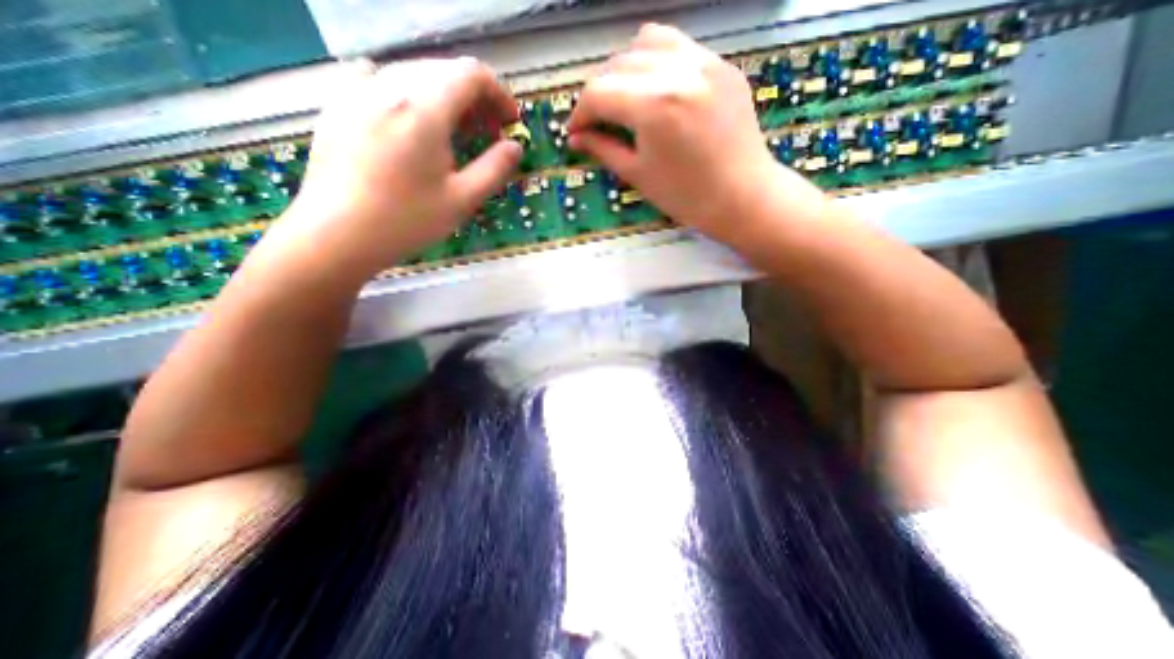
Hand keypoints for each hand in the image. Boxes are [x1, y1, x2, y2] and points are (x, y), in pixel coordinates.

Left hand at [274, 57, 519, 283]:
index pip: (471, 74)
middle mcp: (389, 86)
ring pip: (414, 75)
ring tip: (456, 133)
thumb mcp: (462, 199)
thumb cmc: (407, 220)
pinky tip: (414, 126)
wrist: (335, 235)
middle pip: (443, 70)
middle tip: (488, 132)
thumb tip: (515, 146)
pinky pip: (384, 84)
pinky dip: (412, 98)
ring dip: (445, 97)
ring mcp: (358, 92)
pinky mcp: (339, 106)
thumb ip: (494, 168)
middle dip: (475, 97)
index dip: (498, 93)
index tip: (510, 121)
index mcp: (424, 108)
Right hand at [567, 23, 819, 245]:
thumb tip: (575, 139)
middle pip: (618, 63)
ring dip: (625, 68)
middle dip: (598, 92)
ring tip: (624, 98)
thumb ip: (603, 149)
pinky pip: (679, 46)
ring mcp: (705, 61)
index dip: (580, 113)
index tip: (575, 132)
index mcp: (654, 105)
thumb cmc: (687, 196)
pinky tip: (655, 89)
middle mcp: (678, 70)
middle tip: (596, 121)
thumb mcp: (638, 175)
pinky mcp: (721, 65)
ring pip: (647, 41)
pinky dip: (656, 62)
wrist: (742, 197)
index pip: (598, 92)